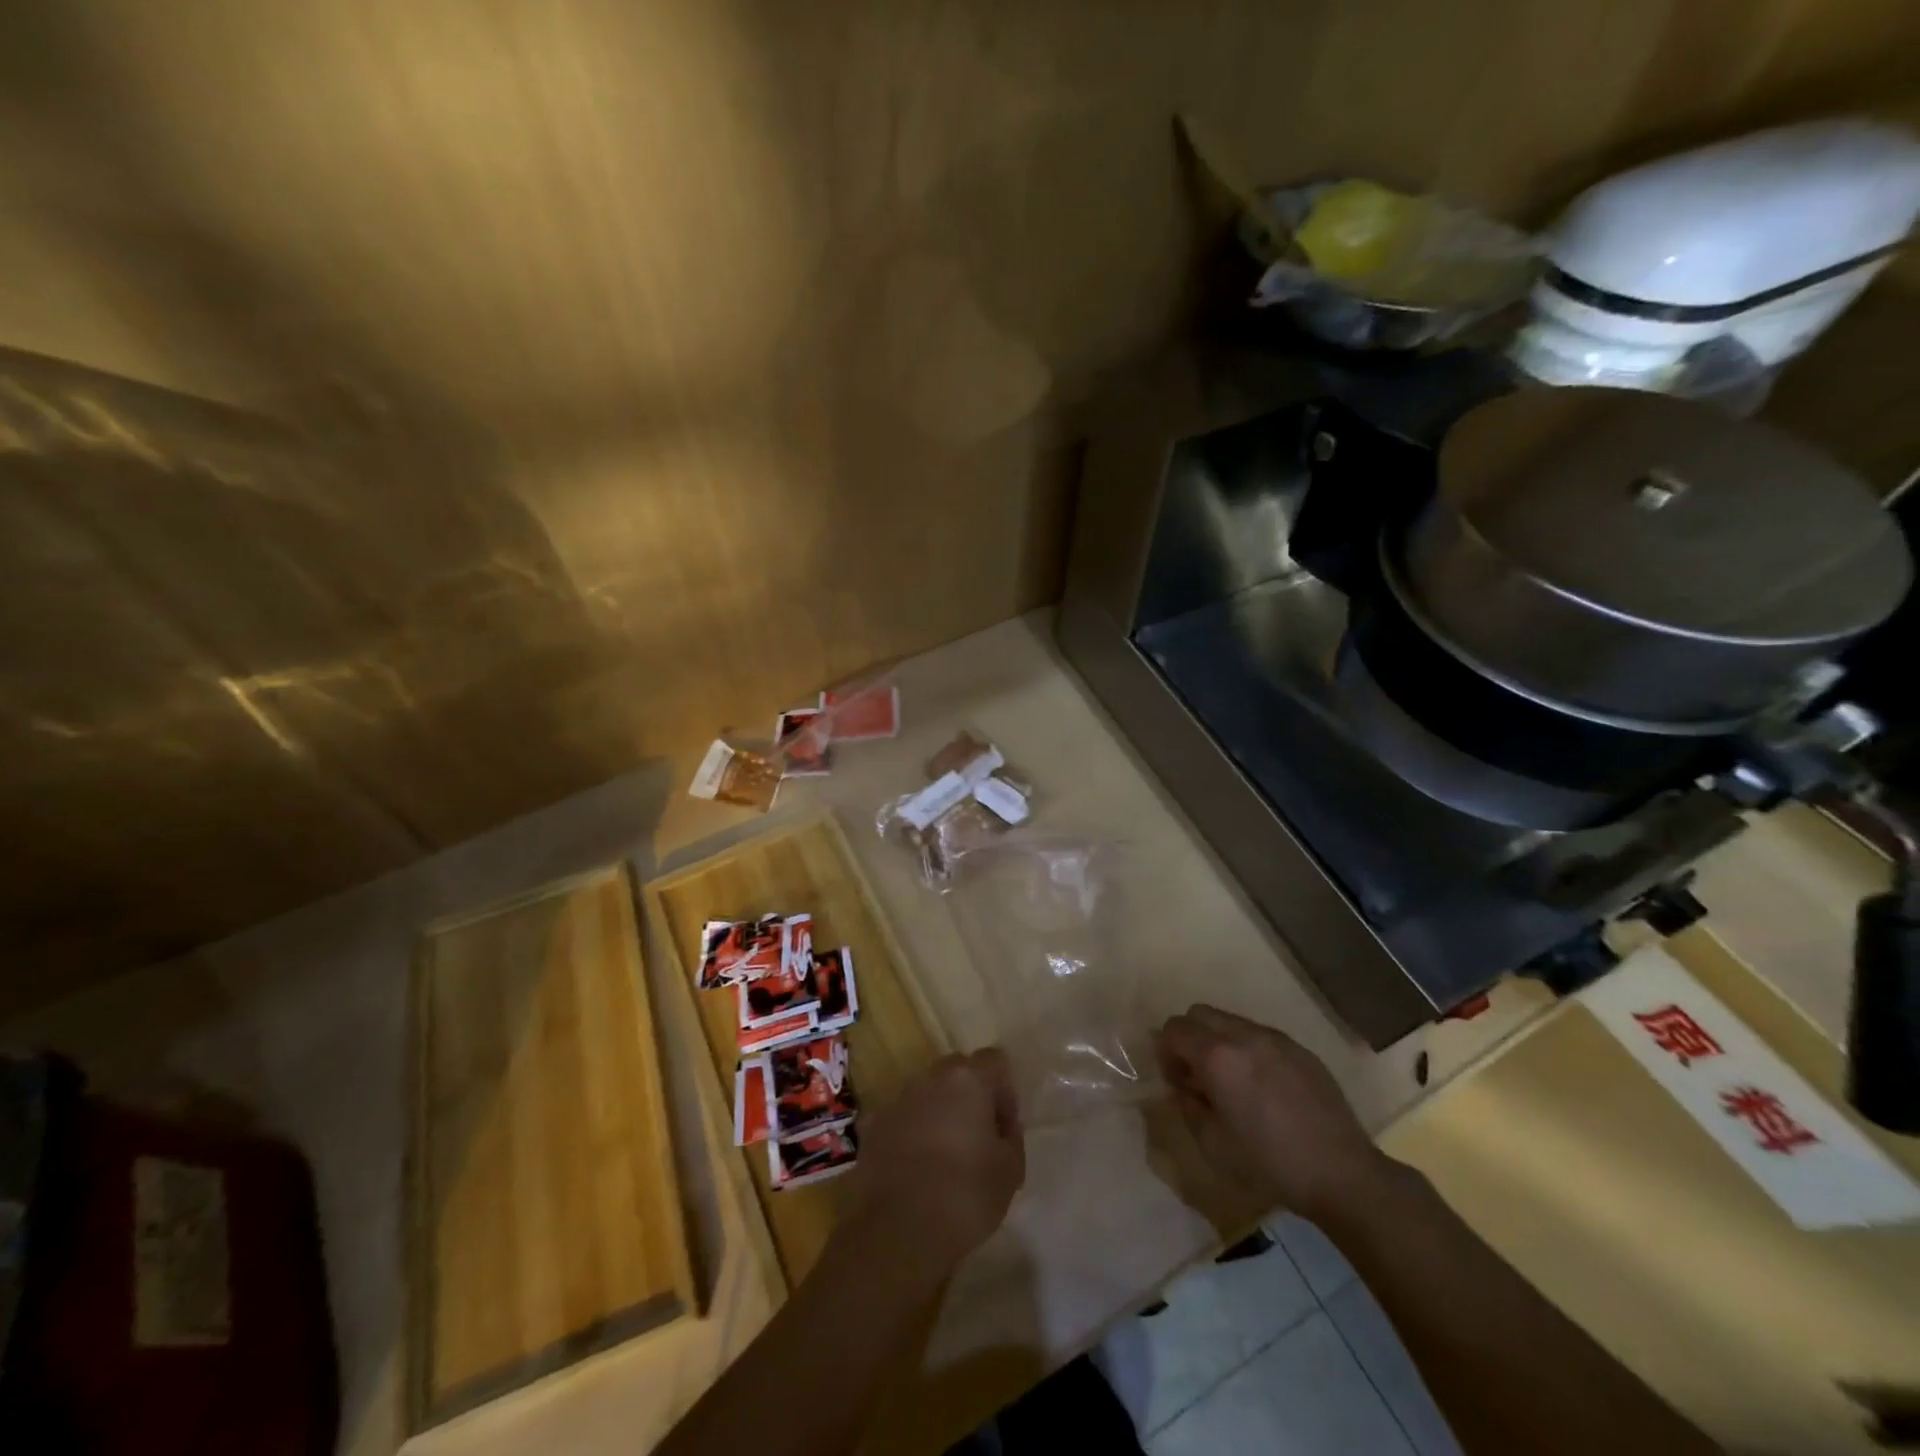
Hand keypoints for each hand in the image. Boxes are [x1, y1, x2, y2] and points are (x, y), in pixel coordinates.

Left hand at [850, 1049, 1025, 1271]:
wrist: (898, 1230)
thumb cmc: (965, 1195)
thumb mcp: (1011, 1170)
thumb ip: (1010, 1134)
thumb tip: (999, 1125)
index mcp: (968, 1079)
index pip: (995, 1060)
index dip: (1005, 1091)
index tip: (1004, 1127)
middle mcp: (930, 1077)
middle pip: (958, 1070)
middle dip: (970, 1095)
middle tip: (977, 1137)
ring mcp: (898, 1098)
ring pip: (927, 1092)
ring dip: (939, 1112)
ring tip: (944, 1154)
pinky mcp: (873, 1125)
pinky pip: (902, 1117)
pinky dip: (912, 1131)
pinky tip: (916, 1167)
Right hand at [1158, 1004, 1390, 1221]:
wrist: (1342, 1173)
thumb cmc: (1270, 1164)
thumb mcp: (1212, 1144)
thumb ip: (1187, 1103)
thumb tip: (1182, 1083)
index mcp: (1217, 1056)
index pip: (1174, 1029)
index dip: (1166, 1052)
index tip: (1176, 1081)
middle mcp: (1244, 1035)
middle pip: (1199, 1013)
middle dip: (1189, 1038)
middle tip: (1198, 1076)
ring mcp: (1275, 1038)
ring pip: (1230, 1021)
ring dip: (1219, 1041)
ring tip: (1232, 1082)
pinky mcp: (1300, 1049)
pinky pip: (1260, 1035)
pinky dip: (1247, 1049)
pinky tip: (1263, 1087)